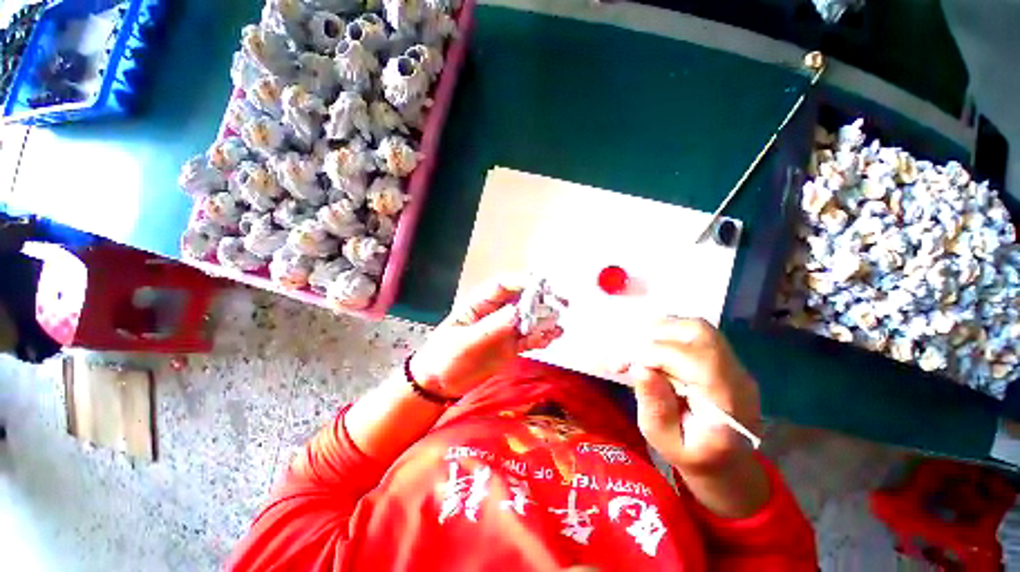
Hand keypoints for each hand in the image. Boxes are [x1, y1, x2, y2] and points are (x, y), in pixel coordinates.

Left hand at [410, 277, 563, 398]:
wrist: (440, 384)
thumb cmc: (444, 357)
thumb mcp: (464, 342)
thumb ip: (491, 327)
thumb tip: (518, 311)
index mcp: (480, 304)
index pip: (503, 286)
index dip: (523, 283)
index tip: (542, 286)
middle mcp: (496, 313)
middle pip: (522, 300)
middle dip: (541, 300)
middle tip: (560, 305)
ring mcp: (505, 330)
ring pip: (530, 319)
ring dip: (544, 320)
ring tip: (556, 328)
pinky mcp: (511, 346)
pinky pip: (530, 338)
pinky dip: (541, 337)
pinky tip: (551, 338)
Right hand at [628, 317, 760, 473]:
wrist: (728, 464)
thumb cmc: (694, 457)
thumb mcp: (665, 442)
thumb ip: (655, 407)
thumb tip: (639, 368)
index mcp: (726, 404)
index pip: (692, 359)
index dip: (651, 353)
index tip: (621, 365)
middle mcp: (736, 376)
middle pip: (699, 332)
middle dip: (655, 335)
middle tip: (629, 353)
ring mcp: (734, 364)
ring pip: (697, 326)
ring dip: (661, 330)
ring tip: (638, 348)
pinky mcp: (725, 359)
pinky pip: (696, 333)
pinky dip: (669, 332)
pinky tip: (654, 347)